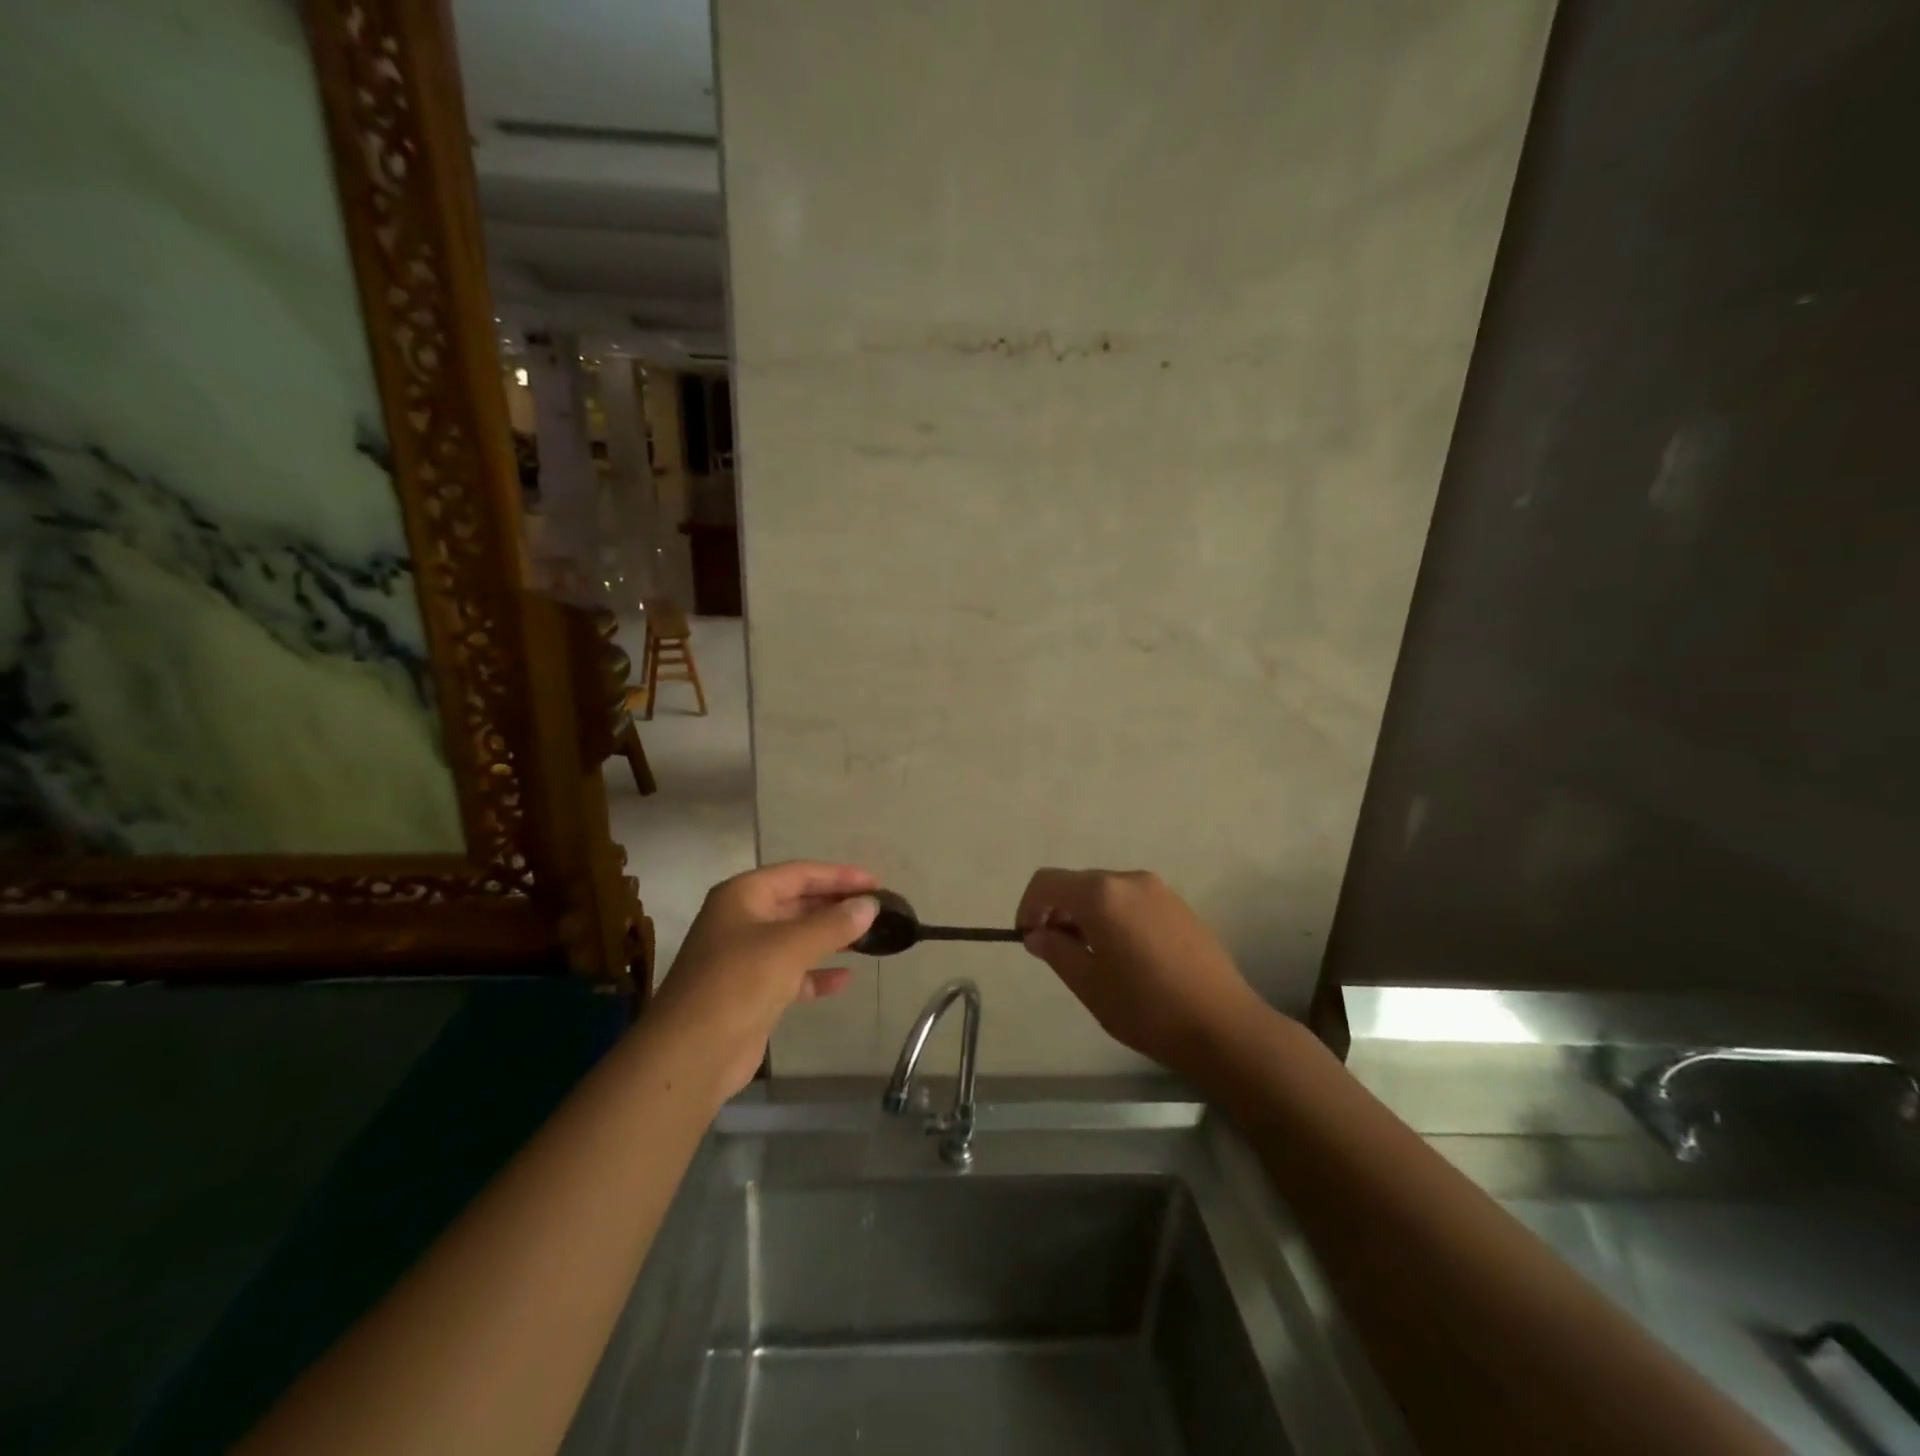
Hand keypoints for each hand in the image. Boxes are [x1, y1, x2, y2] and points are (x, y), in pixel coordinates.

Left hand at [650, 861, 880, 1098]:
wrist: (691, 1054)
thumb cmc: (738, 983)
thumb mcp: (790, 946)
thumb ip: (833, 923)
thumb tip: (870, 905)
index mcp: (743, 896)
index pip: (798, 873)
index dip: (838, 876)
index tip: (876, 883)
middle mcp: (742, 919)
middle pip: (797, 903)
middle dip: (836, 906)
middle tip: (877, 910)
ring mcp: (745, 957)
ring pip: (797, 938)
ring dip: (830, 938)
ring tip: (870, 939)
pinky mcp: (751, 992)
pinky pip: (792, 973)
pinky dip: (817, 973)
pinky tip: (845, 979)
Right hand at [1016, 868, 1269, 1086]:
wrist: (1223, 1025)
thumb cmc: (1146, 1007)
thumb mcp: (1089, 984)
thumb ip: (1056, 951)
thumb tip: (1037, 934)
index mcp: (1101, 894)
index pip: (1047, 882)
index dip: (1029, 907)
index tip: (1028, 939)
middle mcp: (1129, 880)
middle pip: (1078, 884)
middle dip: (1058, 912)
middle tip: (1057, 953)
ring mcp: (1159, 890)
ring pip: (1106, 892)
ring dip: (1087, 915)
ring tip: (1092, 957)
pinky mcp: (1179, 905)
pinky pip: (1132, 901)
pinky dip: (1115, 917)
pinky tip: (1126, 955)